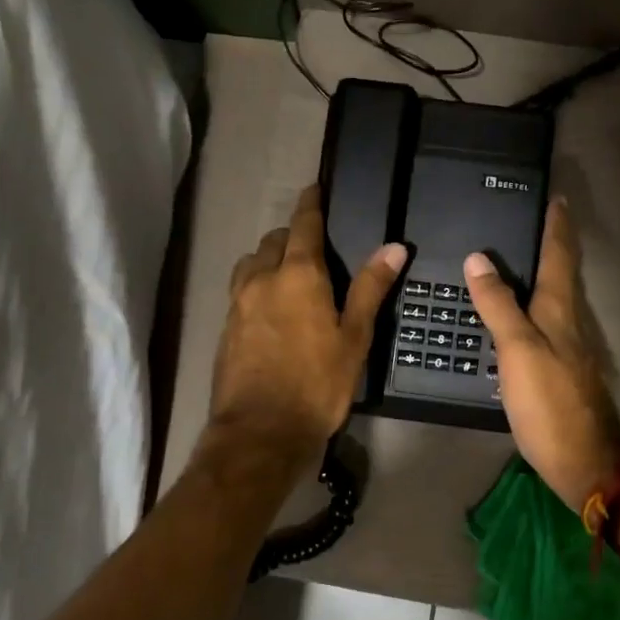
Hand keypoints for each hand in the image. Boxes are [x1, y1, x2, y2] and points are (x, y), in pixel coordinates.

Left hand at [209, 185, 406, 460]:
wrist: (260, 432)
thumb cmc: (317, 384)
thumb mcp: (355, 337)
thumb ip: (371, 288)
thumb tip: (394, 246)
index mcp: (298, 274)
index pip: (304, 224)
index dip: (311, 203)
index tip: (315, 188)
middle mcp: (262, 278)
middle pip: (274, 240)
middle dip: (292, 234)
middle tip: (314, 244)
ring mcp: (238, 303)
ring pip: (252, 263)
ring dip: (270, 257)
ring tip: (289, 272)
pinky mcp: (226, 327)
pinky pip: (241, 289)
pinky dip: (257, 283)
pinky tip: (270, 306)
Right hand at [464, 197, 619, 509]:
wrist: (583, 460)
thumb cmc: (549, 402)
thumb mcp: (517, 350)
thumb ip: (498, 305)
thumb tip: (479, 259)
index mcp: (559, 309)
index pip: (560, 255)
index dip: (557, 225)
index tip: (557, 198)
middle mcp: (569, 321)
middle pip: (563, 272)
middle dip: (554, 243)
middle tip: (536, 219)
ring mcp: (569, 346)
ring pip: (556, 297)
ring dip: (546, 272)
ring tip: (523, 256)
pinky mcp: (562, 369)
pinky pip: (547, 322)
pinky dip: (535, 304)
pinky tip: (519, 313)